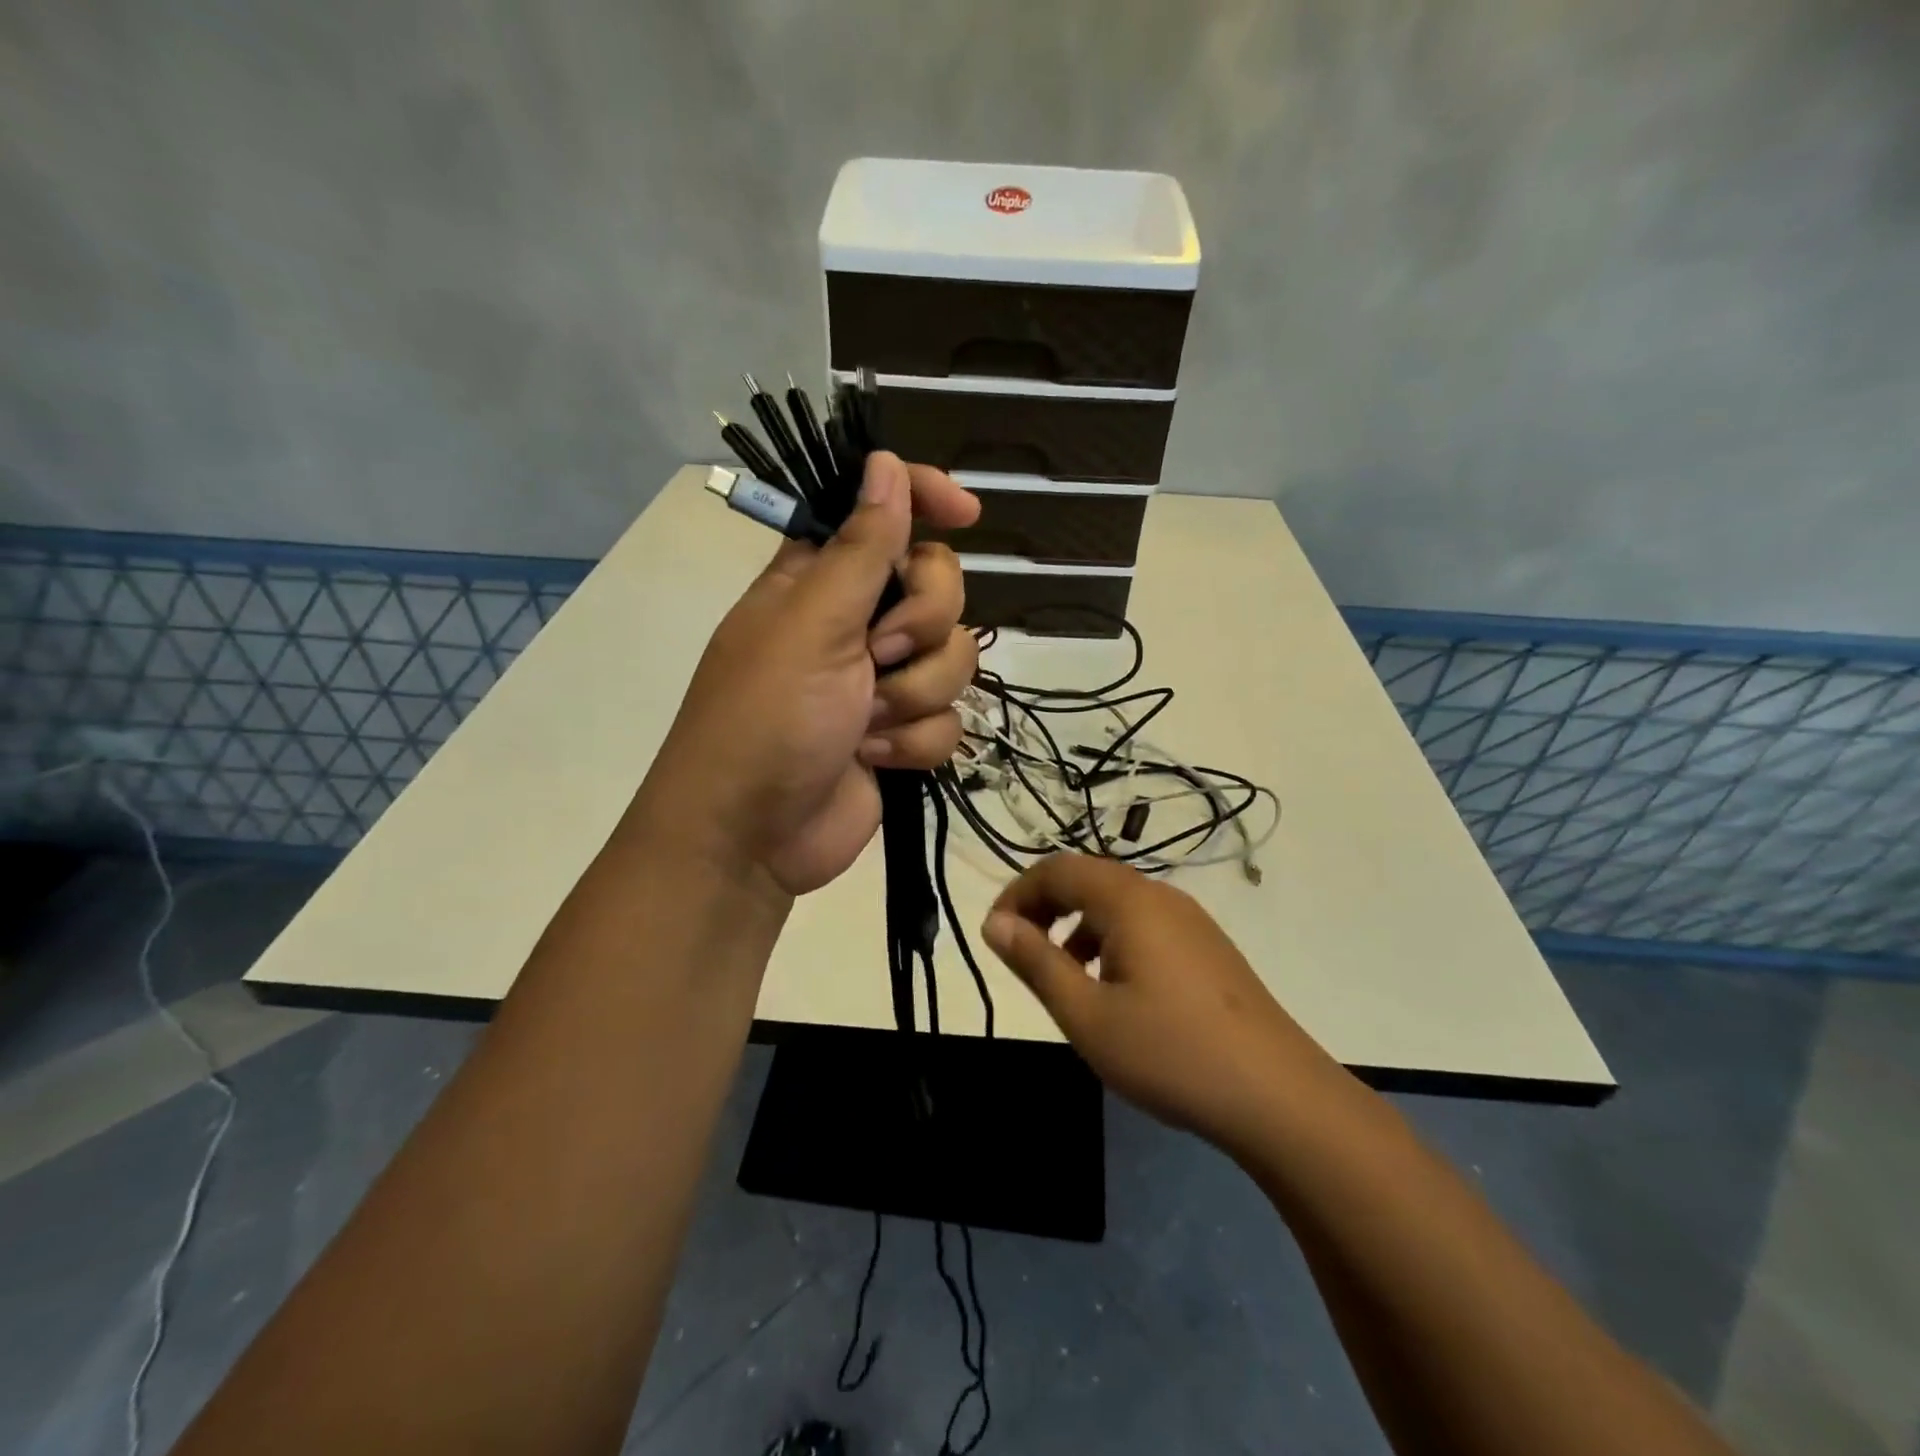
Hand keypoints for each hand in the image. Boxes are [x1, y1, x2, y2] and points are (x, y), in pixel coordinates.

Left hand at [637, 452, 980, 895]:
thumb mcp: (811, 624)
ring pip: (955, 658)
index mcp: (822, 579)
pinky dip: (915, 742)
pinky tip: (875, 757)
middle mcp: (857, 622)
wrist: (753, 837)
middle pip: (940, 587)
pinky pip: (950, 719)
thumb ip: (860, 547)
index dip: (926, 501)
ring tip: (866, 721)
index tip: (968, 512)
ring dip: (915, 694)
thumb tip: (885, 463)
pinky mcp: (902, 734)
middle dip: (922, 625)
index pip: (883, 514)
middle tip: (878, 653)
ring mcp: (883, 681)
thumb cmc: (765, 718)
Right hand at [982, 854, 1342, 1155]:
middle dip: (1045, 907)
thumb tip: (994, 922)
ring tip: (1064, 978)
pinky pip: (1144, 925)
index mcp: (1129, 900)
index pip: (1057, 869)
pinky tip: (1114, 992)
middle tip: (1021, 953)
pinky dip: (1111, 941)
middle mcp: (1161, 896)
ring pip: (1117, 903)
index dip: (1017, 894)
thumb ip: (1035, 962)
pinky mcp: (1208, 948)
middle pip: (1088, 879)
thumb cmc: (1171, 1053)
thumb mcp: (1087, 1015)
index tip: (995, 936)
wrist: (1280, 1098)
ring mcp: (1191, 921)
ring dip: (1077, 926)